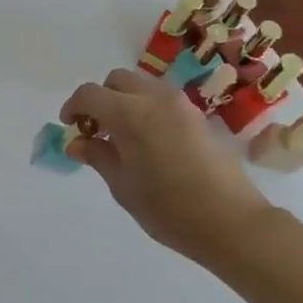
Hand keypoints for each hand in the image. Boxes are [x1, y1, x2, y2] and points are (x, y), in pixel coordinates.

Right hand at [60, 68, 271, 264]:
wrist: (232, 222)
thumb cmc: (169, 209)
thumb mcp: (123, 186)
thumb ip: (98, 156)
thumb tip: (78, 141)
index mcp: (130, 113)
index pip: (90, 94)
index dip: (73, 106)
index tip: (70, 126)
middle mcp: (155, 98)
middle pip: (117, 80)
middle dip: (101, 98)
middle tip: (96, 130)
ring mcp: (180, 104)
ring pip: (141, 85)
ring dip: (124, 101)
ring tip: (122, 137)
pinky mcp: (197, 116)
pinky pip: (162, 99)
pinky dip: (146, 108)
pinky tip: (148, 142)